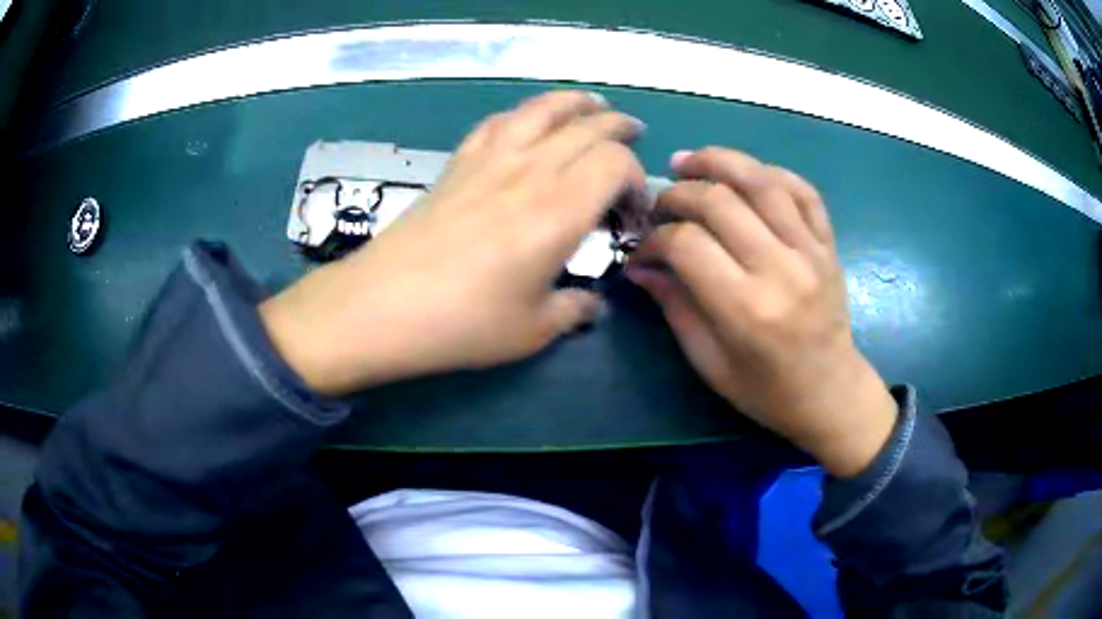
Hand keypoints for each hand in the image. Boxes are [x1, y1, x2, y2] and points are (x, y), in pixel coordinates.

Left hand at [260, 91, 645, 396]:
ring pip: (544, 108)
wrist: (383, 305)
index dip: (637, 181)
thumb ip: (573, 311)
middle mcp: (531, 170)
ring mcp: (490, 158)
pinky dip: (525, 113)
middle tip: (634, 139)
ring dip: (577, 103)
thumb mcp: (533, 330)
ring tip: (594, 106)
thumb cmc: (463, 323)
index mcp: (559, 210)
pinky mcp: (459, 161)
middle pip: (588, 126)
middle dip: (620, 129)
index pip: (616, 163)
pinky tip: (529, 122)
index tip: (632, 213)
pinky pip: (500, 120)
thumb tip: (591, 304)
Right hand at [626, 148, 895, 476]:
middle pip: (719, 201)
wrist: (830, 392)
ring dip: (719, 161)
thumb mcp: (709, 361)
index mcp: (746, 308)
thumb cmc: (765, 390)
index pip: (687, 244)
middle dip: (678, 194)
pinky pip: (802, 190)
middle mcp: (780, 269)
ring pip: (761, 181)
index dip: (654, 239)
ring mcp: (810, 251)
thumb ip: (674, 306)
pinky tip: (746, 174)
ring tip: (690, 162)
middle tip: (659, 204)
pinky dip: (770, 173)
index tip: (643, 249)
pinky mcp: (828, 244)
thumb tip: (640, 266)